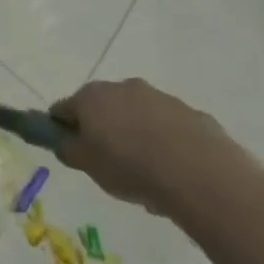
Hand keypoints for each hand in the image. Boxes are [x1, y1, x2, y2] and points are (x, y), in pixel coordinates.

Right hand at [49, 78, 239, 219]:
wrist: (200, 175)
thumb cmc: (130, 167)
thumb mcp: (87, 166)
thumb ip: (68, 150)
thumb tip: (65, 142)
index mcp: (91, 97)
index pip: (64, 109)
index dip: (63, 129)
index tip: (72, 151)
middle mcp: (123, 88)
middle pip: (104, 109)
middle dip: (104, 131)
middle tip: (110, 164)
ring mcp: (160, 98)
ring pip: (139, 117)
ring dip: (137, 136)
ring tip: (148, 175)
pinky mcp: (192, 114)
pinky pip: (170, 129)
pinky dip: (167, 144)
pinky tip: (175, 173)